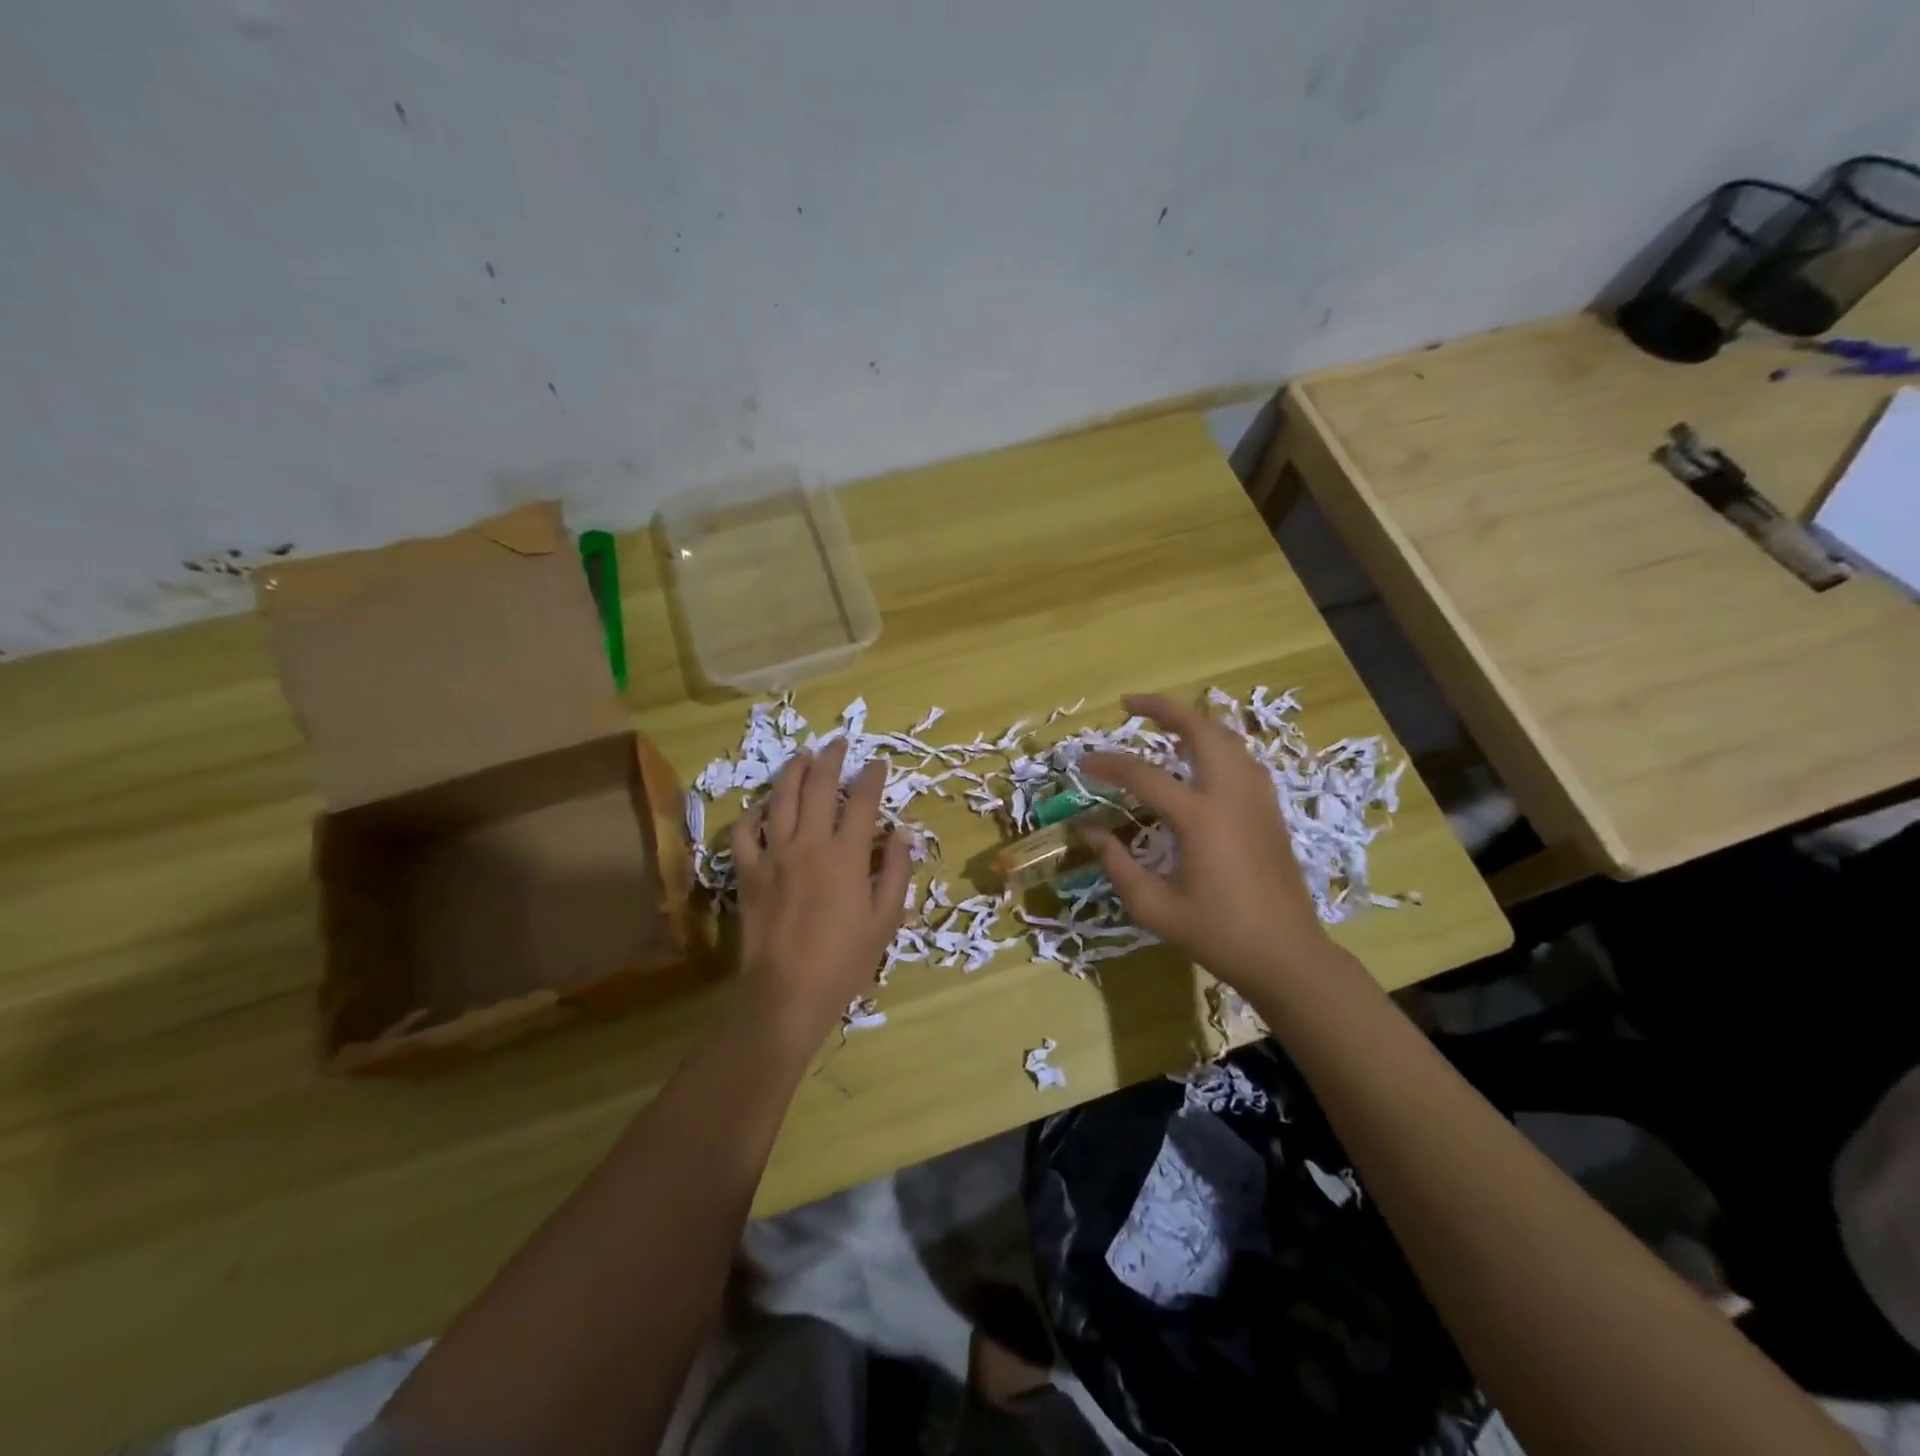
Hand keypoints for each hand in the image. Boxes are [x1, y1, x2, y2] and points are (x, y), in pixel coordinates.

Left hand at [729, 739, 912, 1053]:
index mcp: (846, 855)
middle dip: (831, 760)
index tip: (878, 764)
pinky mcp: (747, 873)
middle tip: (838, 744)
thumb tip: (903, 834)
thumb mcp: (885, 920)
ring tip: (802, 756)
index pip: (862, 801)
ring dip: (792, 772)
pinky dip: (753, 815)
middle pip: (818, 787)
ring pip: (780, 799)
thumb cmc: (844, 961)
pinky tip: (762, 808)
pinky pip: (744, 833)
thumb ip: (896, 872)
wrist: (786, 994)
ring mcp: (773, 855)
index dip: (872, 778)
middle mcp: (808, 843)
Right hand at [1081, 694, 1339, 995]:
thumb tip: (1088, 832)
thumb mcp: (1155, 907)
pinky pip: (1243, 758)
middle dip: (1164, 708)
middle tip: (1130, 704)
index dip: (1108, 764)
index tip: (1082, 763)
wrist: (1288, 955)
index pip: (1144, 775)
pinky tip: (1202, 757)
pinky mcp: (1270, 809)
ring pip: (1228, 738)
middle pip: (1200, 730)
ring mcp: (1257, 799)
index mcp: (1200, 819)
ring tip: (1163, 723)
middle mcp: (1231, 795)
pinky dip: (1217, 743)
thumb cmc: (1218, 934)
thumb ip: (1117, 865)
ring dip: (1194, 722)